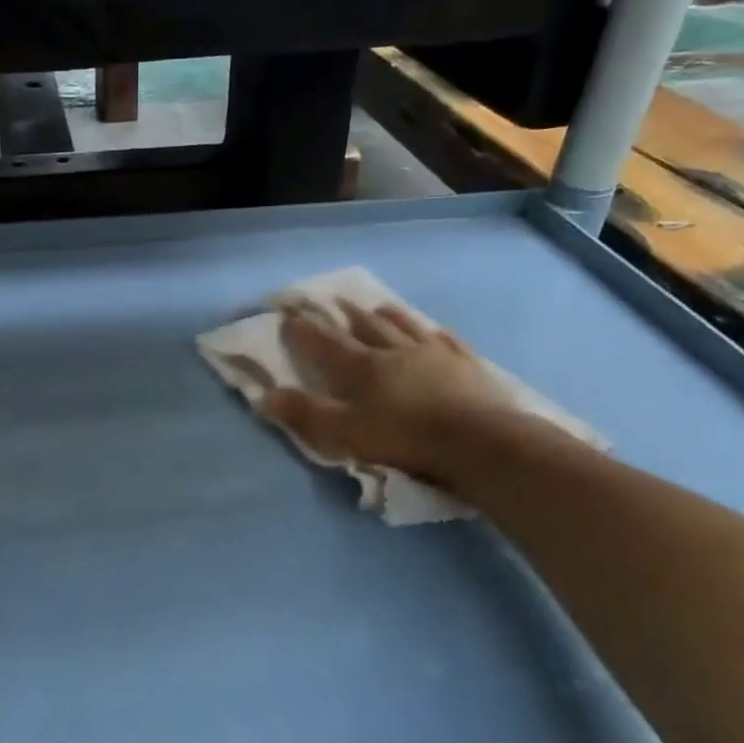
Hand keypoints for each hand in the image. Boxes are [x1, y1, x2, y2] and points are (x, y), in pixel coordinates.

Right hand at [259, 300, 550, 494]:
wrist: (479, 441)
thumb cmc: (405, 438)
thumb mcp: (345, 434)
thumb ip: (306, 414)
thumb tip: (264, 397)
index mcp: (363, 367)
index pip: (327, 343)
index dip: (306, 330)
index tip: (290, 314)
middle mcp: (396, 351)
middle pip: (366, 326)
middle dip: (346, 315)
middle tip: (333, 301)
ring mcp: (435, 354)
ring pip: (406, 326)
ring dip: (388, 315)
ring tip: (378, 306)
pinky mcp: (468, 365)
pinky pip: (447, 341)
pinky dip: (435, 333)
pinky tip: (435, 330)